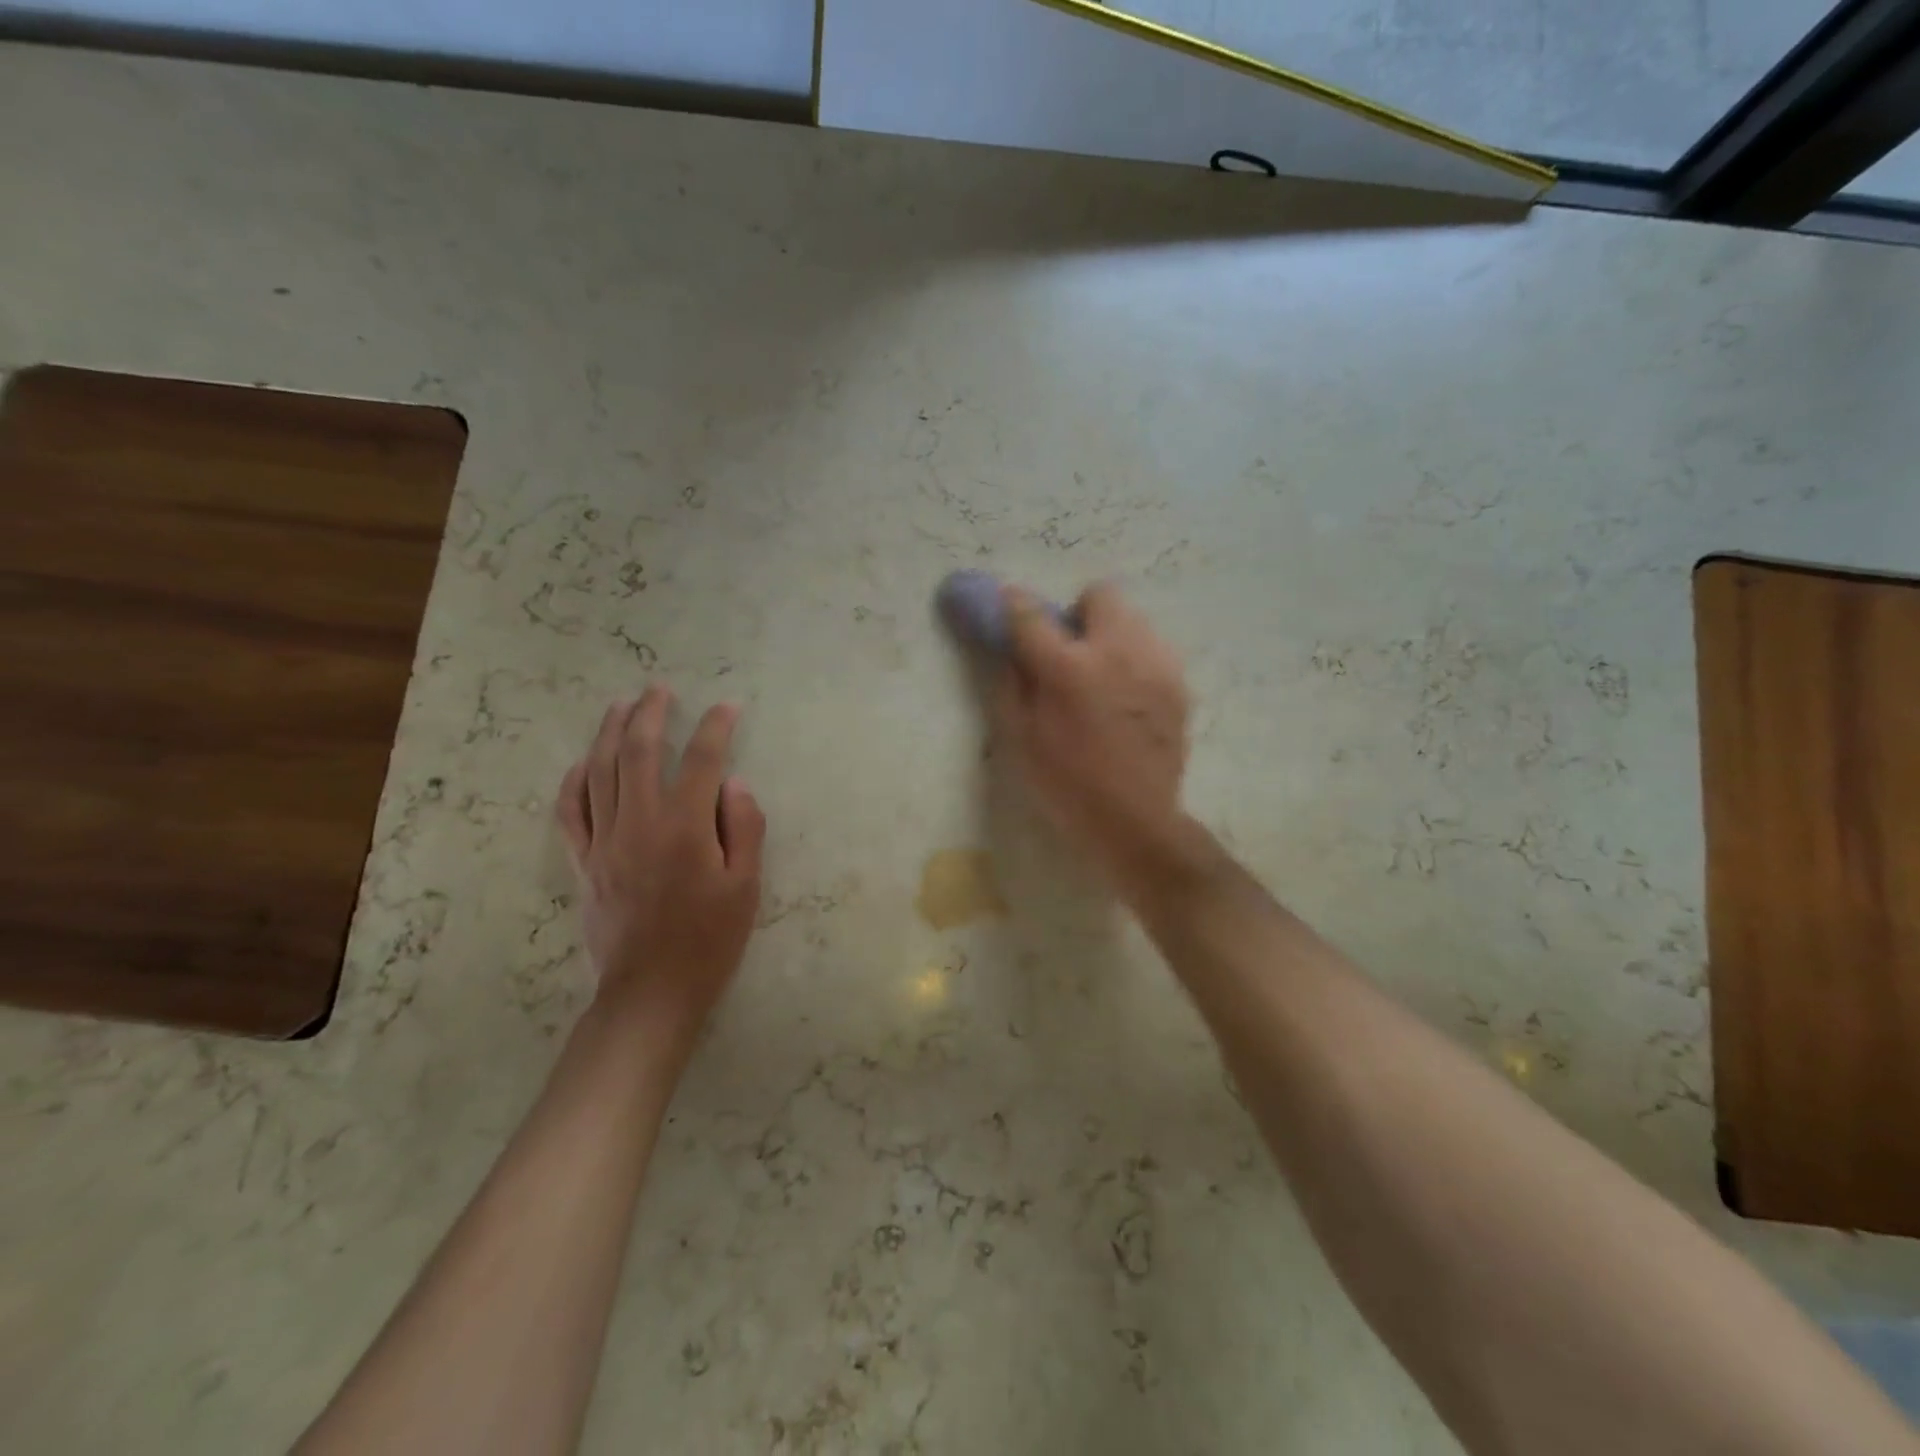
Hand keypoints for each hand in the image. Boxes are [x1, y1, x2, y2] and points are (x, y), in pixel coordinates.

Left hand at [557, 684, 765, 1040]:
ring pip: (601, 771)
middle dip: (651, 714)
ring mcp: (605, 840)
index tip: (727, 707)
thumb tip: (734, 783)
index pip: (703, 760)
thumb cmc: (710, 940)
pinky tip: (583, 761)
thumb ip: (744, 828)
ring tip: (621, 705)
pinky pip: (571, 811)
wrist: (652, 990)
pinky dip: (575, 780)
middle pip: (640, 752)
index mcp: (685, 827)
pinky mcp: (585, 861)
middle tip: (660, 689)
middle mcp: (640, 822)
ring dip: (611, 732)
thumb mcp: (746, 886)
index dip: (716, 728)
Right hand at [993, 581, 1189, 884]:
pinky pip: (1152, 648)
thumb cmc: (1066, 785)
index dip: (1012, 604)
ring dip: (1108, 634)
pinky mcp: (1179, 683)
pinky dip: (1134, 658)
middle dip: (1077, 614)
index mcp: (1070, 669)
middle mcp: (1118, 653)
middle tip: (1067, 650)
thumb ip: (1009, 681)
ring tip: (1100, 675)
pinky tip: (1126, 696)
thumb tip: (1005, 644)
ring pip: (1131, 618)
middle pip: (1099, 594)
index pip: (1031, 613)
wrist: (1136, 822)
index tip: (1006, 606)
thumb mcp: (1020, 738)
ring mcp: (1156, 665)